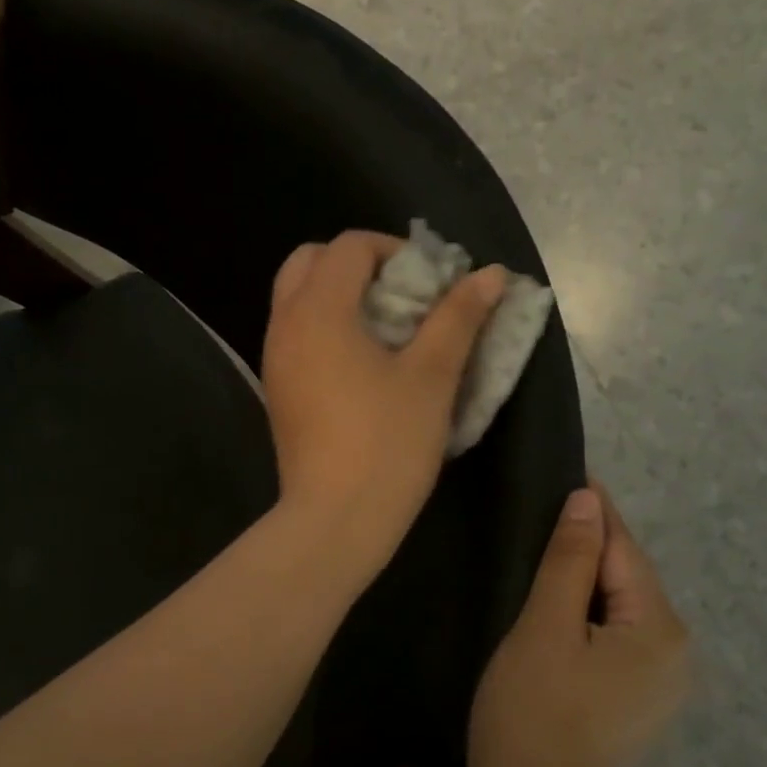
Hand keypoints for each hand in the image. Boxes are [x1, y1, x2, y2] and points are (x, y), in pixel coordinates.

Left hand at [261, 230, 504, 579]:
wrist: (335, 520)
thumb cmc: (388, 443)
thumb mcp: (432, 376)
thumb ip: (458, 317)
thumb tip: (491, 274)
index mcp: (318, 309)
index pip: (350, 246)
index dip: (396, 250)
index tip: (432, 282)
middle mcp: (284, 324)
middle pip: (311, 262)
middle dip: (359, 266)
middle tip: (404, 296)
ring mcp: (274, 359)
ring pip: (299, 299)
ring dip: (341, 296)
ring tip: (390, 329)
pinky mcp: (278, 390)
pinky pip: (297, 334)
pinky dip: (327, 327)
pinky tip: (365, 363)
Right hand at [469, 483, 689, 766]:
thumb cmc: (533, 709)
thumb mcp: (545, 625)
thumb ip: (570, 560)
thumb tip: (590, 501)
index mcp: (659, 627)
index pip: (623, 548)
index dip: (593, 510)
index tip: (565, 472)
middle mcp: (676, 650)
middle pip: (626, 577)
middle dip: (588, 544)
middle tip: (542, 511)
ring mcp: (661, 681)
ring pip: (620, 607)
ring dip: (585, 579)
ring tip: (543, 549)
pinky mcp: (638, 700)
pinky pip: (616, 636)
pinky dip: (589, 614)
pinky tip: (557, 606)